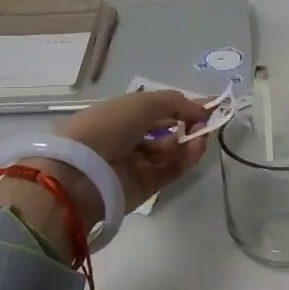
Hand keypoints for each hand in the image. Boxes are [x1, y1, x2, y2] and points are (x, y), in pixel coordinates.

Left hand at [45, 88, 212, 218]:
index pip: (155, 109)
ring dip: (189, 141)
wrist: (80, 174)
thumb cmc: (107, 127)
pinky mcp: (144, 187)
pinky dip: (186, 159)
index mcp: (118, 115)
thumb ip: (176, 102)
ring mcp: (135, 164)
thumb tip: (201, 111)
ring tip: (203, 135)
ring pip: (170, 151)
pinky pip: (170, 170)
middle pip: (164, 131)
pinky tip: (198, 147)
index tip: (208, 104)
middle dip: (187, 123)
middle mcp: (126, 138)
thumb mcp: (141, 103)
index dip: (180, 105)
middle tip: (207, 120)